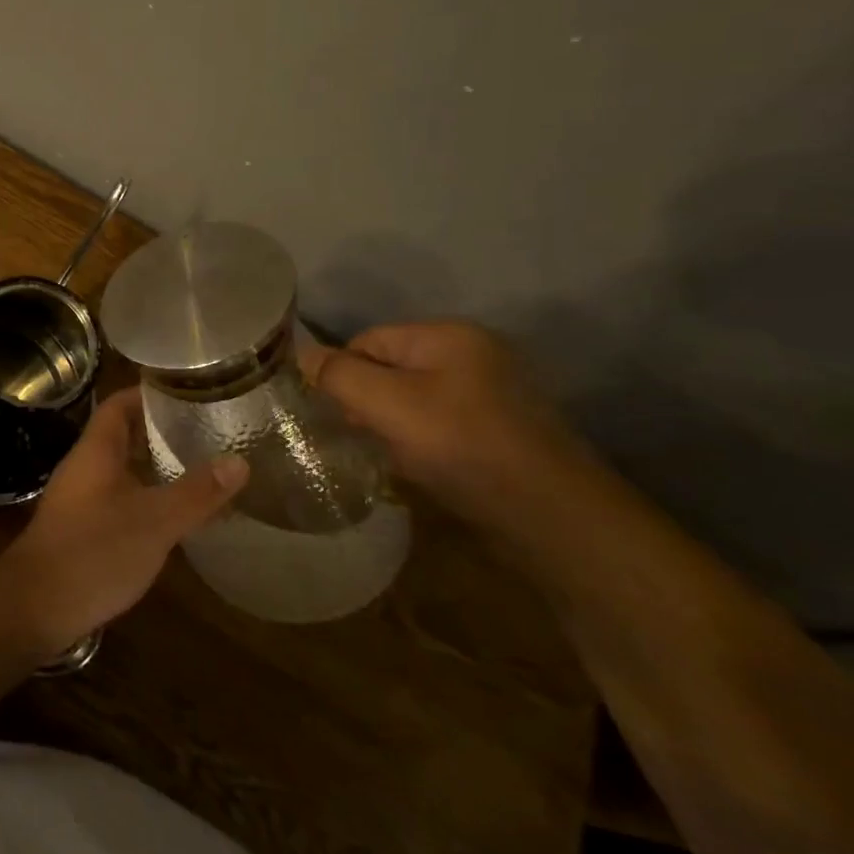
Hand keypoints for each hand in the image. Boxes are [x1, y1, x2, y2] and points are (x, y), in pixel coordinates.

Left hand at [0, 388, 247, 653]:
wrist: (36, 606)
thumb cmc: (94, 552)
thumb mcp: (155, 521)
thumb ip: (196, 492)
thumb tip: (239, 461)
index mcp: (96, 451)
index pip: (119, 404)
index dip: (149, 393)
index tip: (188, 391)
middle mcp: (84, 466)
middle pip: (122, 434)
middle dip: (160, 430)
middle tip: (206, 430)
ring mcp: (80, 498)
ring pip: (121, 468)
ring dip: (154, 465)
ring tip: (199, 468)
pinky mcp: (81, 527)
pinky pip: (118, 497)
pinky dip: (146, 496)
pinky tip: (173, 514)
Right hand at [299, 320, 604, 532]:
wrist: (554, 518)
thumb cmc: (462, 446)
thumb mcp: (387, 405)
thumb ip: (338, 375)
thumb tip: (300, 354)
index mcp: (449, 335)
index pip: (368, 340)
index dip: (343, 374)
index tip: (336, 414)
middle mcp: (474, 354)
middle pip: (390, 368)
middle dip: (367, 401)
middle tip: (362, 437)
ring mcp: (493, 393)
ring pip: (414, 399)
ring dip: (393, 425)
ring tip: (390, 456)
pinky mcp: (502, 430)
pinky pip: (441, 424)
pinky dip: (422, 442)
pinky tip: (420, 467)